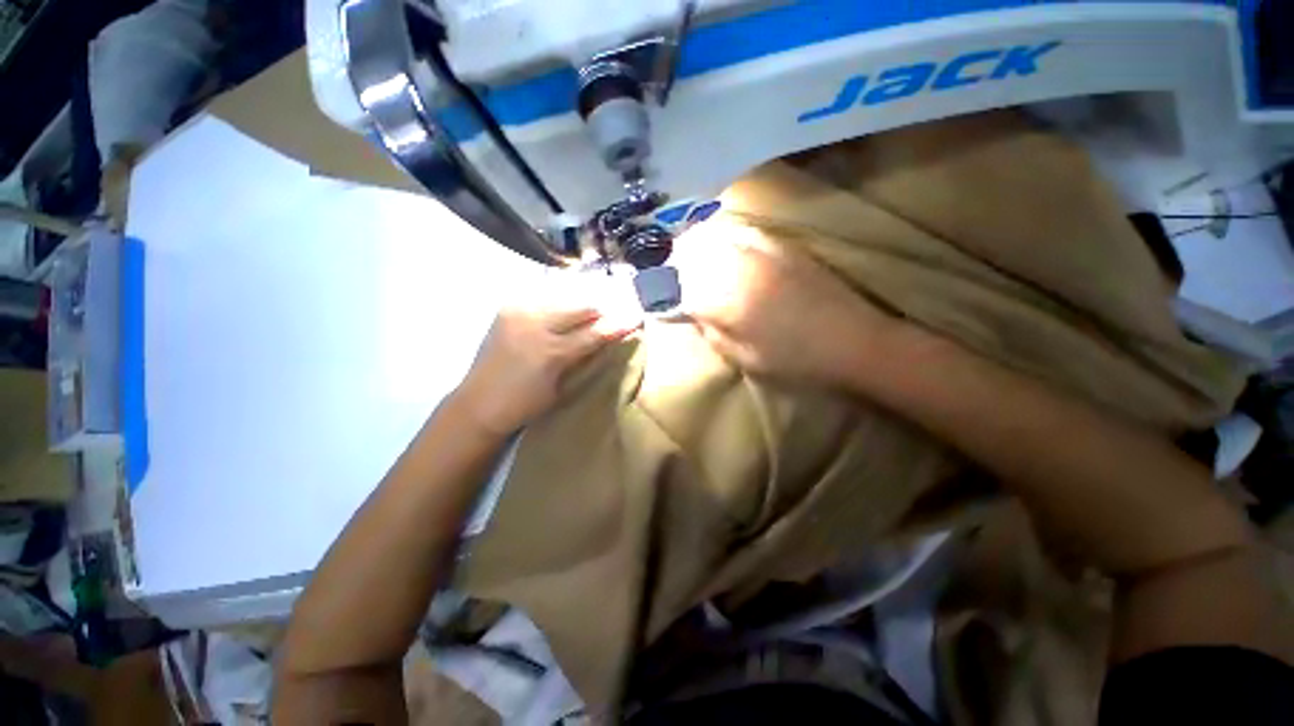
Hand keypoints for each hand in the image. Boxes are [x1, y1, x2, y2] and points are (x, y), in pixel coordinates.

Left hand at [454, 275, 640, 435]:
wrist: (477, 404)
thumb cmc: (524, 405)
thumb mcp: (561, 388)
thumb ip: (583, 359)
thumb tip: (605, 339)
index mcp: (552, 352)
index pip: (595, 333)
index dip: (618, 324)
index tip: (636, 317)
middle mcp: (535, 325)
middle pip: (581, 308)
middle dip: (601, 312)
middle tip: (614, 316)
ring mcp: (519, 313)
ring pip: (564, 300)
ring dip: (581, 309)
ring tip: (590, 318)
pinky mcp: (508, 309)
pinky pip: (544, 301)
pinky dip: (560, 308)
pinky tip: (564, 317)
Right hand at [676, 222, 893, 386]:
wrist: (853, 341)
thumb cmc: (794, 360)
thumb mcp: (744, 358)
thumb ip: (711, 332)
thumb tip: (690, 312)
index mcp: (726, 301)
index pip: (680, 289)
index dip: (663, 292)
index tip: (656, 296)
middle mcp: (737, 268)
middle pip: (691, 254)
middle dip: (674, 263)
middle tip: (669, 275)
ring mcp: (760, 252)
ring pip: (713, 237)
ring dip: (695, 245)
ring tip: (689, 256)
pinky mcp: (780, 246)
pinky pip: (741, 231)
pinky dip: (722, 235)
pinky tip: (721, 244)